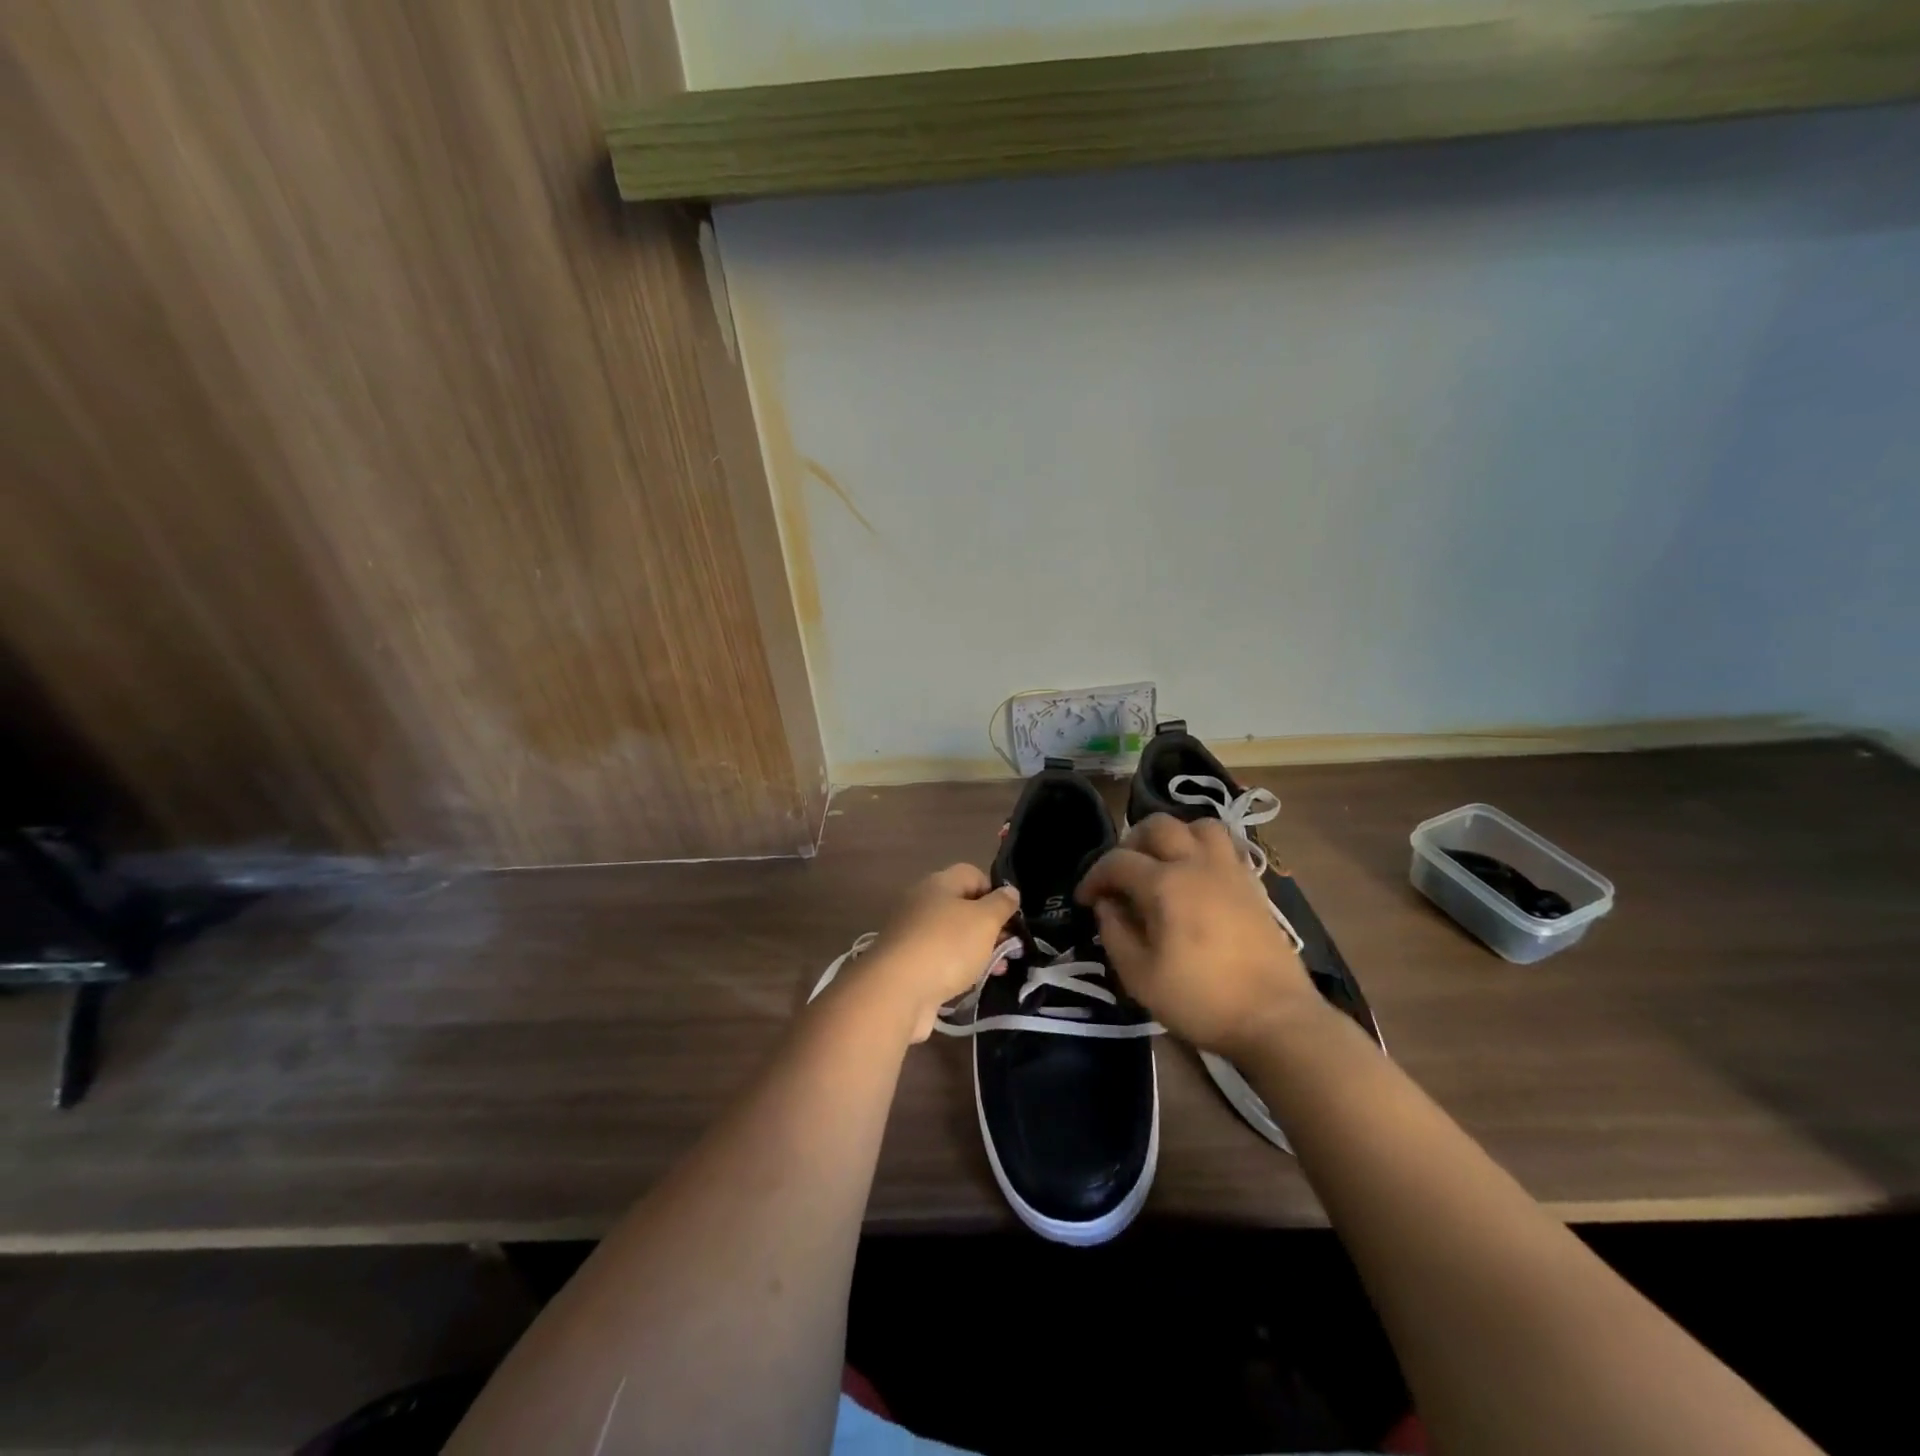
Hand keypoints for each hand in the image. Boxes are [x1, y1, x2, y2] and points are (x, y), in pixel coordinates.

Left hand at [856, 865, 1019, 1041]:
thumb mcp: (985, 921)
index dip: (995, 892)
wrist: (897, 991)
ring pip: (953, 935)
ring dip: (977, 950)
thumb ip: (1002, 904)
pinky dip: (958, 968)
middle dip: (989, 926)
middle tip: (1010, 947)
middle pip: (962, 906)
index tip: (1012, 917)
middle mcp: (921, 903)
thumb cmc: (947, 946)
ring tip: (998, 969)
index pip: (972, 874)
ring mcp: (912, 934)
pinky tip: (971, 983)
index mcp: (938, 883)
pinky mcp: (907, 963)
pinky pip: (940, 958)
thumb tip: (1010, 891)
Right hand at [1077, 814, 1319, 1056]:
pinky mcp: (1254, 884)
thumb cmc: (1201, 1000)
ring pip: (1199, 826)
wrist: (1275, 1019)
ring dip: (1174, 836)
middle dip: (1130, 843)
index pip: (1117, 861)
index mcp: (1165, 884)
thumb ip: (1115, 933)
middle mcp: (1197, 864)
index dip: (1094, 876)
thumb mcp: (1140, 977)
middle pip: (1158, 825)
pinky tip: (1197, 878)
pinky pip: (1226, 846)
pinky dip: (1204, 849)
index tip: (1084, 900)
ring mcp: (1230, 871)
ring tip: (1163, 864)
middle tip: (1122, 874)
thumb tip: (1106, 904)